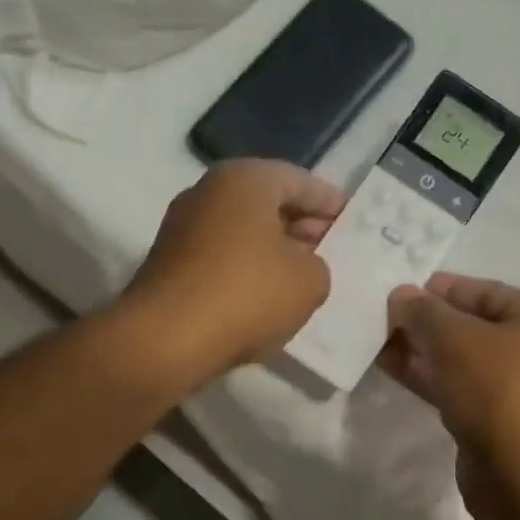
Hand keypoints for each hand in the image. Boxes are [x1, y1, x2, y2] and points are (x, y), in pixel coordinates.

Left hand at [124, 160, 345, 379]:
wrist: (166, 339)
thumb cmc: (246, 294)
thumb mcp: (309, 281)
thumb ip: (318, 265)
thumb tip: (301, 266)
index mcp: (244, 180)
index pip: (300, 180)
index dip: (331, 202)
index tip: (353, 219)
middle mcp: (207, 192)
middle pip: (267, 202)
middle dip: (302, 224)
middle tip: (333, 247)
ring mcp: (182, 226)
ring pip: (242, 230)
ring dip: (274, 248)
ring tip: (305, 274)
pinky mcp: (168, 262)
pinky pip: (221, 255)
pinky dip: (247, 267)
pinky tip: (267, 294)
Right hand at [381, 274, 519, 519]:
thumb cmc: (501, 390)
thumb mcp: (456, 338)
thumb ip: (424, 311)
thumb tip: (401, 295)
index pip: (487, 292)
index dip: (443, 288)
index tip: (401, 288)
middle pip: (474, 326)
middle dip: (427, 321)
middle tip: (383, 314)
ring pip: (462, 360)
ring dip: (421, 349)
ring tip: (377, 338)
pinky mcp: (497, 424)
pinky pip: (457, 389)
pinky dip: (427, 377)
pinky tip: (390, 366)